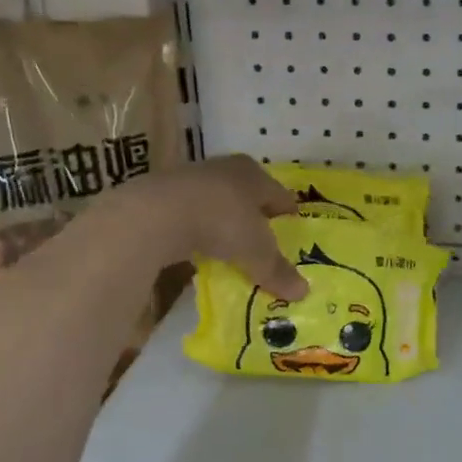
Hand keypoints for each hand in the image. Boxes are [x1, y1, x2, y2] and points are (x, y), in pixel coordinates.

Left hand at [132, 155, 308, 299]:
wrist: (157, 213)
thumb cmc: (221, 221)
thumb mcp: (256, 252)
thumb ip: (277, 270)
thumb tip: (303, 292)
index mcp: (254, 174)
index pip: (281, 195)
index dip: (289, 215)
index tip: (294, 234)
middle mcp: (226, 169)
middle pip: (249, 195)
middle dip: (256, 217)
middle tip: (264, 243)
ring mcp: (192, 179)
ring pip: (218, 203)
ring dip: (225, 223)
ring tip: (231, 248)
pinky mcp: (165, 195)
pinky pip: (192, 214)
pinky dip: (199, 230)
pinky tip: (199, 248)